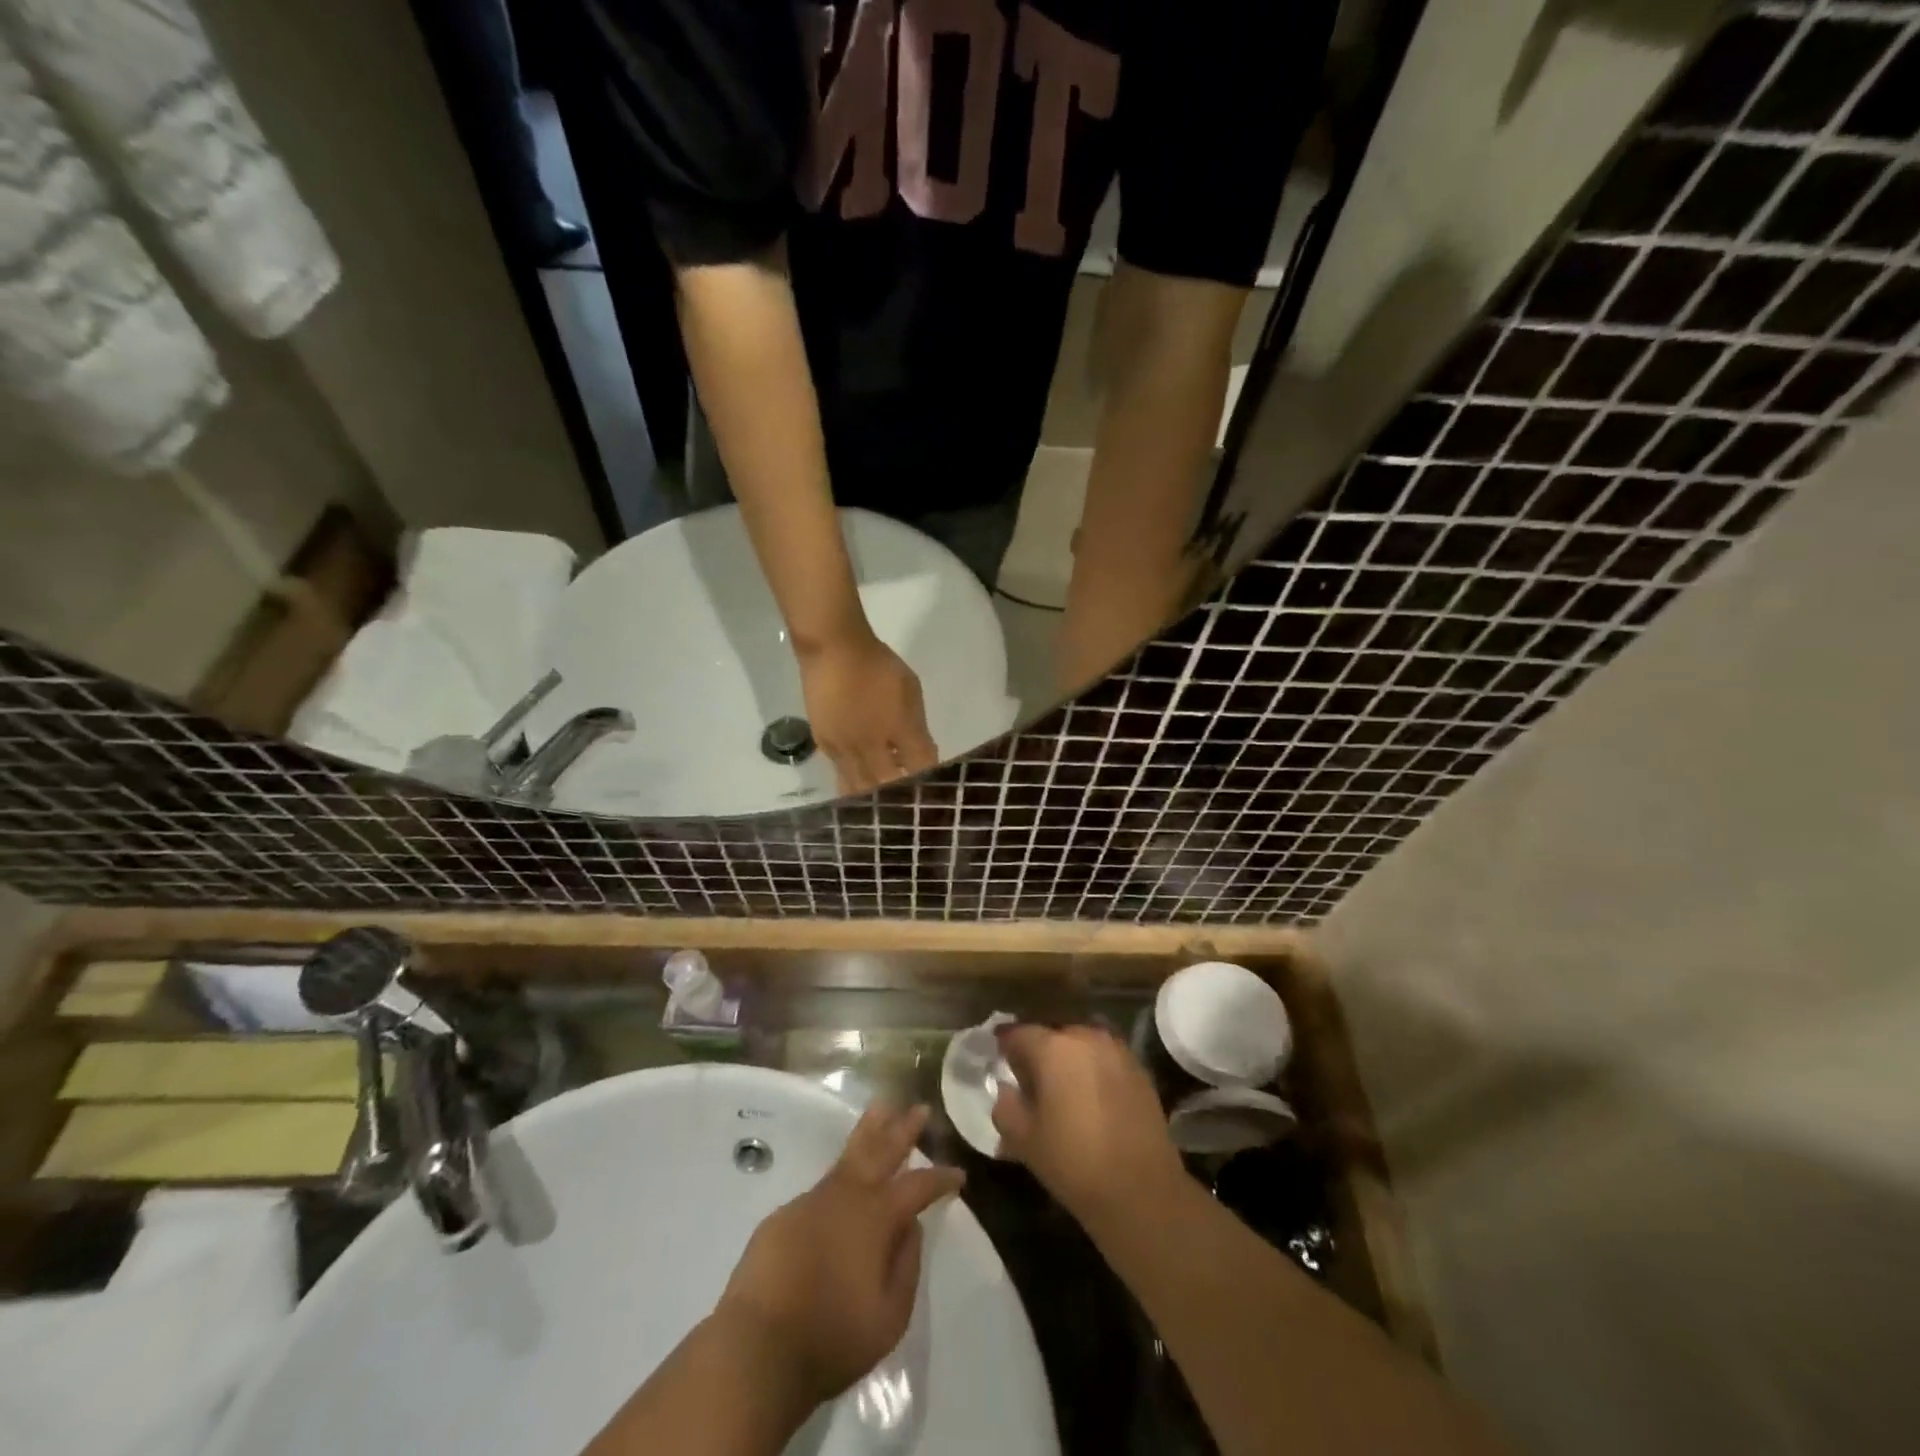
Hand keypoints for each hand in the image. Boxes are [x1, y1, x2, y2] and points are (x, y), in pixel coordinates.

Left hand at [715, 1104, 964, 1411]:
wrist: (756, 1348)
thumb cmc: (831, 1337)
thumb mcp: (890, 1317)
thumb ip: (907, 1266)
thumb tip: (911, 1228)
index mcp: (877, 1217)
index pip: (918, 1186)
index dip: (940, 1178)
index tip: (958, 1174)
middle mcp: (846, 1196)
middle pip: (881, 1149)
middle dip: (903, 1128)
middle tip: (919, 1108)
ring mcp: (812, 1201)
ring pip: (848, 1156)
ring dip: (868, 1132)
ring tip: (881, 1109)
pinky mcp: (783, 1216)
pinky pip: (820, 1189)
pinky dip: (838, 1177)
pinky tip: (842, 1186)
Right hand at [797, 630, 938, 793]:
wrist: (833, 650)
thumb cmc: (879, 665)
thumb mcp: (911, 690)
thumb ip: (917, 728)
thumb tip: (922, 757)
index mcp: (898, 728)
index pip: (920, 766)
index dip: (930, 782)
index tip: (936, 792)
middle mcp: (871, 745)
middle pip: (888, 785)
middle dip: (901, 798)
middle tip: (909, 808)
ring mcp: (844, 748)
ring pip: (861, 788)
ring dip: (875, 799)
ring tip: (883, 807)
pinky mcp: (825, 745)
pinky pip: (842, 775)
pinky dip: (854, 785)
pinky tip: (861, 788)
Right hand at [991, 1024, 1183, 1231]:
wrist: (1141, 1191)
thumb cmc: (1073, 1162)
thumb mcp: (1023, 1139)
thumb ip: (1005, 1105)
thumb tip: (1007, 1088)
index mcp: (1053, 1047)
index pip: (1018, 1033)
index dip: (1005, 1044)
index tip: (998, 1058)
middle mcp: (1085, 1037)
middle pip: (1052, 1034)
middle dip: (1038, 1051)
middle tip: (1028, 1078)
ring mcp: (1116, 1050)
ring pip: (1081, 1044)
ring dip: (1067, 1059)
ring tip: (1061, 1088)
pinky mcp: (1139, 1069)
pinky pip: (1104, 1058)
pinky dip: (1092, 1070)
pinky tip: (1090, 1098)